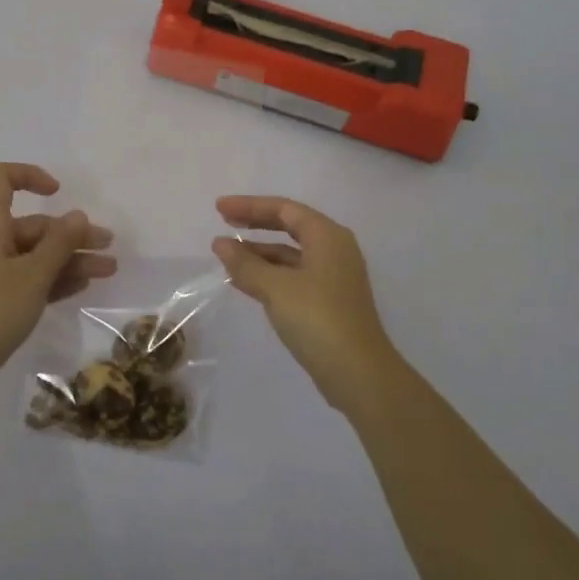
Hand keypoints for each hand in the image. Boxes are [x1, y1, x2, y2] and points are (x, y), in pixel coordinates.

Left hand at [0, 164, 115, 404]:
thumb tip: (77, 215)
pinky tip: (81, 287)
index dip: (30, 176)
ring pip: (34, 255)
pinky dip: (52, 279)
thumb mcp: (33, 274)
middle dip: (71, 235)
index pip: (2, 179)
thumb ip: (59, 243)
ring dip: (69, 260)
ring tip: (107, 271)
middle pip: (32, 226)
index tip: (59, 193)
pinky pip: (26, 279)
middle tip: (107, 248)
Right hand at [213, 196, 402, 411]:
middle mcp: (333, 249)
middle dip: (255, 224)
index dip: (249, 205)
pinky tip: (244, 282)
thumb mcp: (276, 288)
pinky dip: (269, 274)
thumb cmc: (318, 319)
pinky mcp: (328, 301)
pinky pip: (293, 275)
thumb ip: (245, 264)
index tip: (219, 208)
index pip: (284, 209)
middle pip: (289, 226)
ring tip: (227, 256)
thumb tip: (220, 244)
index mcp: (327, 236)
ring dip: (259, 252)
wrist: (359, 374)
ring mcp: (333, 277)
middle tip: (224, 222)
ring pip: (290, 253)